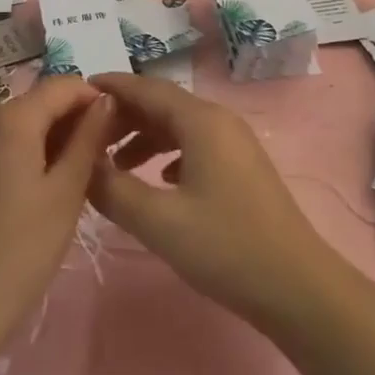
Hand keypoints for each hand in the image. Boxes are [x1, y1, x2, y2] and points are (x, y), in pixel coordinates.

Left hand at [0, 76, 112, 338]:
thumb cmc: (22, 250)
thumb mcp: (66, 192)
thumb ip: (88, 138)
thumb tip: (105, 100)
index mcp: (12, 119)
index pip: (62, 85)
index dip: (92, 99)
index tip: (113, 129)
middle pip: (36, 103)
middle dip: (68, 121)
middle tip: (94, 160)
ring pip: (13, 125)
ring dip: (43, 139)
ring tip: (64, 180)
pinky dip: (16, 155)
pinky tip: (26, 196)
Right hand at [88, 73, 336, 327]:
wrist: (297, 287)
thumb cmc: (226, 247)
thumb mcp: (159, 222)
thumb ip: (114, 190)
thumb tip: (83, 164)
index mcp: (201, 120)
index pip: (146, 87)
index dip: (111, 88)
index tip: (76, 92)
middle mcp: (218, 119)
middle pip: (162, 103)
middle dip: (123, 116)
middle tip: (87, 137)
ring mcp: (234, 142)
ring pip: (178, 125)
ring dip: (144, 137)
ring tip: (113, 165)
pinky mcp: (241, 166)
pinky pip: (194, 144)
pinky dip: (167, 153)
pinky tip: (157, 179)